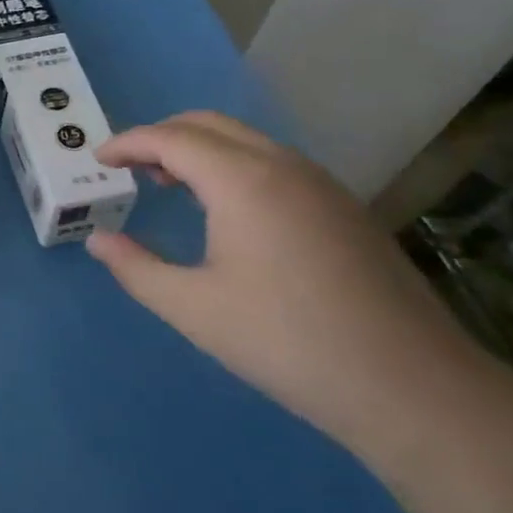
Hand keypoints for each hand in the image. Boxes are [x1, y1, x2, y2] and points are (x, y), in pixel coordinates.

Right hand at [85, 112, 497, 456]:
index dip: (128, 143)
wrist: (413, 388)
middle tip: (131, 168)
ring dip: (201, 150)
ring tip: (173, 187)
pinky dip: (235, 166)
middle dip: (162, 136)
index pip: (170, 138)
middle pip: (208, 124)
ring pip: (246, 140)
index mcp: (241, 180)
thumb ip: (136, 268)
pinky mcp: (345, 208)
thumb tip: (99, 240)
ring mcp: (321, 184)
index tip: (99, 161)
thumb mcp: (193, 309)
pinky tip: (231, 213)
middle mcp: (282, 165)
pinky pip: (274, 163)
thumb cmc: (288, 342)